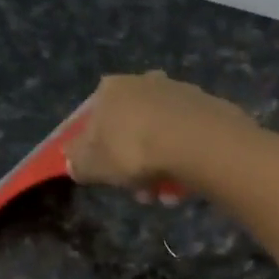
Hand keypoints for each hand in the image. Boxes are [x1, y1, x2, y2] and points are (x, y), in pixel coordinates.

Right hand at [65, 72, 253, 197]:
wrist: (195, 141)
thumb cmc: (134, 150)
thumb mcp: (93, 165)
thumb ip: (79, 164)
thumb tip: (74, 163)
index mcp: (109, 90)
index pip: (94, 122)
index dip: (98, 154)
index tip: (108, 178)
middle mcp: (142, 81)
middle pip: (130, 131)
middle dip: (134, 167)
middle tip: (141, 194)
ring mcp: (176, 92)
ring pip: (159, 139)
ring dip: (159, 170)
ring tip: (165, 196)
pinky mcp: (204, 107)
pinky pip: (184, 141)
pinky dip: (181, 162)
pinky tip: (184, 185)